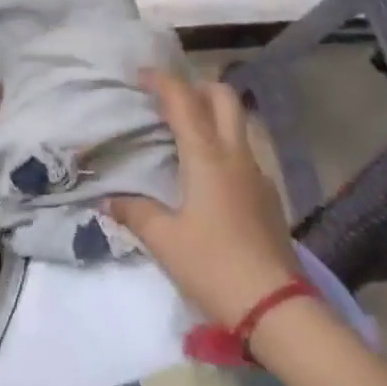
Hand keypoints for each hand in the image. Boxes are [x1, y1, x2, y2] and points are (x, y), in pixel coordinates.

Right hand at [107, 70, 297, 326]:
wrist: (277, 308)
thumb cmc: (214, 267)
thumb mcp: (165, 241)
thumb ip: (135, 212)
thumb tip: (109, 199)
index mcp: (207, 155)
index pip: (183, 99)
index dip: (161, 80)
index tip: (139, 76)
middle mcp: (235, 154)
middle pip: (223, 96)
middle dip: (196, 86)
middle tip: (170, 100)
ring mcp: (257, 173)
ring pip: (238, 123)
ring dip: (213, 115)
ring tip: (185, 135)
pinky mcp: (268, 196)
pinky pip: (244, 153)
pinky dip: (223, 146)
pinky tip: (207, 176)